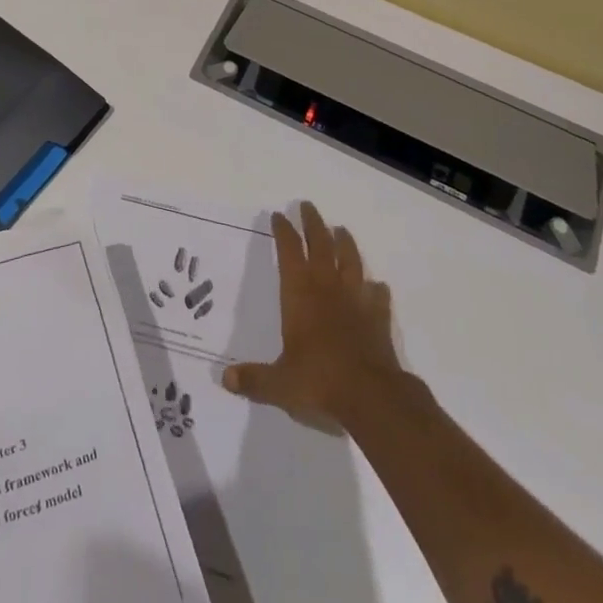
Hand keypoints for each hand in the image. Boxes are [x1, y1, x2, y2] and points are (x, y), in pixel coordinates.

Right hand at [221, 201, 399, 427]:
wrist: (372, 397)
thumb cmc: (319, 382)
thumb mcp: (279, 385)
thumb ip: (253, 380)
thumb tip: (225, 379)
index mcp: (299, 296)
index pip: (289, 253)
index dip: (283, 233)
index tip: (279, 215)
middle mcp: (327, 289)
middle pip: (320, 246)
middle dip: (313, 224)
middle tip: (307, 206)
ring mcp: (356, 301)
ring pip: (351, 262)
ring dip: (345, 243)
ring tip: (342, 229)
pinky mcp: (378, 319)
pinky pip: (377, 296)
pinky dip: (376, 288)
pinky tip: (377, 285)